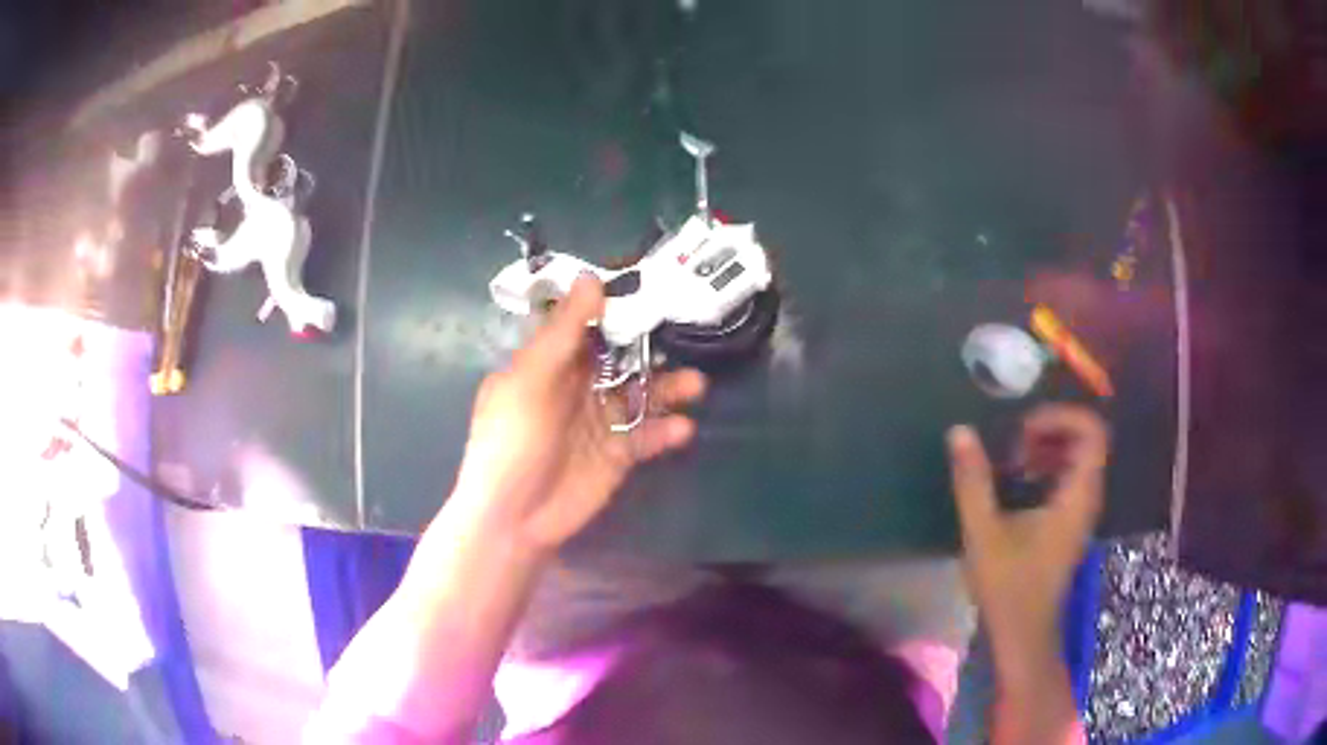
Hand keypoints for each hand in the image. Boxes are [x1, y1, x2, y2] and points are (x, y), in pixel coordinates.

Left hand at [450, 275, 705, 552]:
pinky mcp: (617, 455)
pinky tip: (681, 429)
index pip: (587, 322)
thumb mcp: (531, 380)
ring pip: (641, 393)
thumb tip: (591, 278)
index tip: (653, 283)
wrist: (514, 519)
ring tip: (695, 385)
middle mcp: (577, 385)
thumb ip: (563, 333)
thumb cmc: (512, 441)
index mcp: (550, 362)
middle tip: (689, 332)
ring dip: (669, 387)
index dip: (616, 303)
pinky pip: (647, 435)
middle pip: (622, 356)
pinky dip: (666, 431)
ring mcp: (599, 421)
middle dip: (653, 345)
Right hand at [946, 405, 1108, 654]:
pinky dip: (1048, 467)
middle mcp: (1088, 496)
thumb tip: (959, 431)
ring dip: (1048, 448)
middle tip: (1015, 445)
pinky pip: (1070, 476)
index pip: (1092, 431)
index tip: (1024, 430)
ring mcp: (1082, 510)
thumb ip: (973, 481)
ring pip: (1079, 457)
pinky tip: (1019, 483)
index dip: (1062, 417)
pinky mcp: (1071, 521)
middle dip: (1051, 430)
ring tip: (1014, 462)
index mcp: (1077, 495)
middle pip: (1086, 439)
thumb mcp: (983, 532)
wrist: (1024, 632)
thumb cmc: (1008, 586)